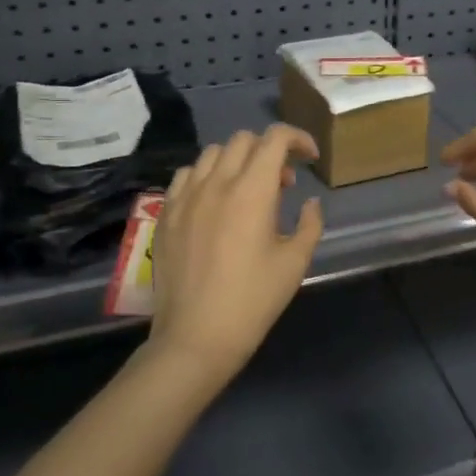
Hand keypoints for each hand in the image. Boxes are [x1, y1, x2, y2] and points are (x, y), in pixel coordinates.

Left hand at [148, 126, 325, 392]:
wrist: (196, 336)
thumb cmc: (253, 300)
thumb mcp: (295, 263)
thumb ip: (310, 224)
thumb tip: (310, 203)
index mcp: (252, 191)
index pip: (274, 138)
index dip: (297, 138)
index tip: (309, 158)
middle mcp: (216, 183)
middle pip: (244, 140)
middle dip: (269, 150)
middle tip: (283, 181)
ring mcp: (185, 196)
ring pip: (212, 153)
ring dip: (237, 160)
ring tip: (247, 189)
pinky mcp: (165, 214)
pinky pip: (185, 175)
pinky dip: (206, 176)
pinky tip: (214, 201)